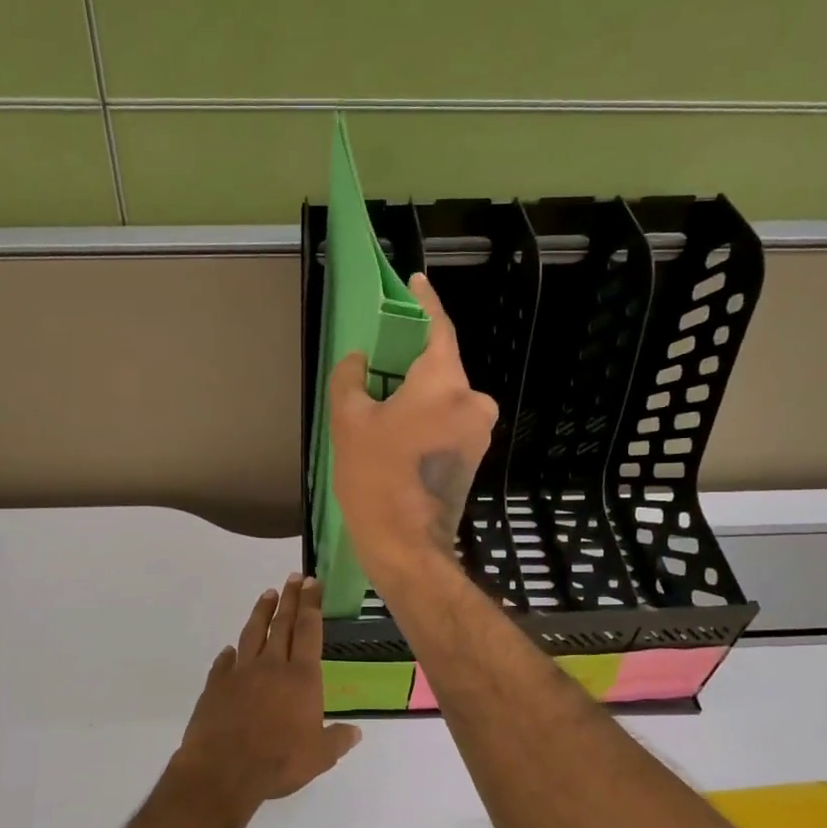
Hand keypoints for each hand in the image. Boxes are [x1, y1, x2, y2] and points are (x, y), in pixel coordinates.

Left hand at [174, 574, 361, 809]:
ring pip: (253, 634)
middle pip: (283, 624)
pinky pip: (224, 663)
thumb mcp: (319, 757)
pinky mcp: (216, 686)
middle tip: (294, 577)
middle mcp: (272, 666)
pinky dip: (229, 653)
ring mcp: (241, 673)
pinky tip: (230, 649)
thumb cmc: (279, 762)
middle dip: (290, 598)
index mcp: (302, 678)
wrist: (223, 771)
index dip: (312, 605)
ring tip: (268, 594)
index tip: (312, 583)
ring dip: (262, 612)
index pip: (309, 631)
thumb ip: (337, 740)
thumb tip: (355, 732)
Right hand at [327, 274, 498, 592]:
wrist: (406, 546)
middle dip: (410, 363)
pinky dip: (423, 417)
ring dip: (415, 395)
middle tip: (376, 363)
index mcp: (446, 382)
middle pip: (440, 367)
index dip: (424, 302)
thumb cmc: (376, 478)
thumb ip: (351, 378)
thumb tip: (359, 361)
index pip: (438, 327)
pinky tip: (395, 431)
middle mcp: (472, 401)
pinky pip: (446, 421)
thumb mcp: (349, 422)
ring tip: (378, 403)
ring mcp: (477, 432)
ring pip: (443, 397)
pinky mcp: (472, 456)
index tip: (415, 281)